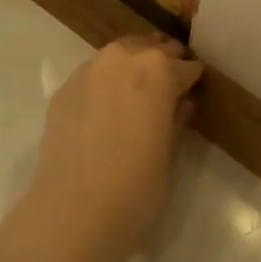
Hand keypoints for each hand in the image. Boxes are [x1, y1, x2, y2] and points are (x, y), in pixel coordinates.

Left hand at [22, 36, 202, 261]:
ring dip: (132, 64)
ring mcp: (89, 69)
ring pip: (119, 55)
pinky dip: (105, 82)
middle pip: (151, 49)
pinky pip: (93, 74)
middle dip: (164, 62)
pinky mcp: (65, 88)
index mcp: (158, 71)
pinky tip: (105, 105)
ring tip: (138, 88)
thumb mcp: (169, 155)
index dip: (192, 79)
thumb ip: (177, 120)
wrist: (72, 212)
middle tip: (170, 84)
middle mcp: (123, 58)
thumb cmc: (135, 189)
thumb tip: (183, 102)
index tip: (195, 88)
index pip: (185, 67)